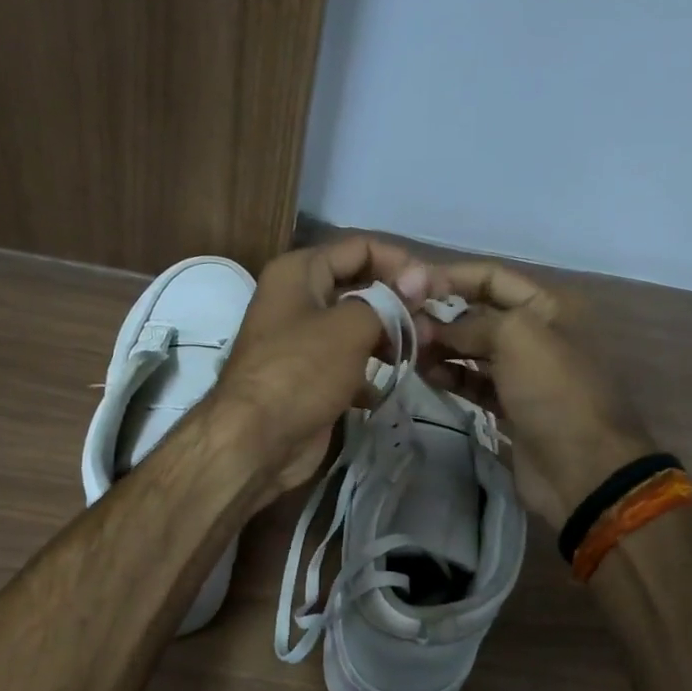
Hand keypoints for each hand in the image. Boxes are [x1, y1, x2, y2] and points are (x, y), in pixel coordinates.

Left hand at [211, 236, 433, 498]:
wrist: (256, 442)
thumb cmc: (301, 372)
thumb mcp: (349, 327)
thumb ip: (389, 300)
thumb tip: (422, 276)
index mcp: (299, 272)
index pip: (360, 248)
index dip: (400, 263)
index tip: (435, 288)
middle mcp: (298, 299)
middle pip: (360, 287)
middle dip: (398, 303)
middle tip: (433, 325)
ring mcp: (302, 342)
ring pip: (356, 328)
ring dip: (388, 339)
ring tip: (419, 354)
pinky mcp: (309, 379)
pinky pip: (348, 365)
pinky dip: (368, 374)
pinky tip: (387, 388)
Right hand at [422, 260, 653, 529]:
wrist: (583, 470)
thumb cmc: (555, 392)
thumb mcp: (517, 338)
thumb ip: (469, 323)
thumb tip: (429, 326)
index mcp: (549, 307)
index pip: (492, 277)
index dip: (451, 277)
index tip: (409, 287)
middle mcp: (537, 334)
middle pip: (480, 314)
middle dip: (442, 316)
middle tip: (402, 327)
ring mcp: (524, 374)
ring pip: (473, 350)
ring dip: (442, 347)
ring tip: (409, 352)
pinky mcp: (511, 407)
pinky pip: (474, 382)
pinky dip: (451, 376)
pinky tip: (426, 375)